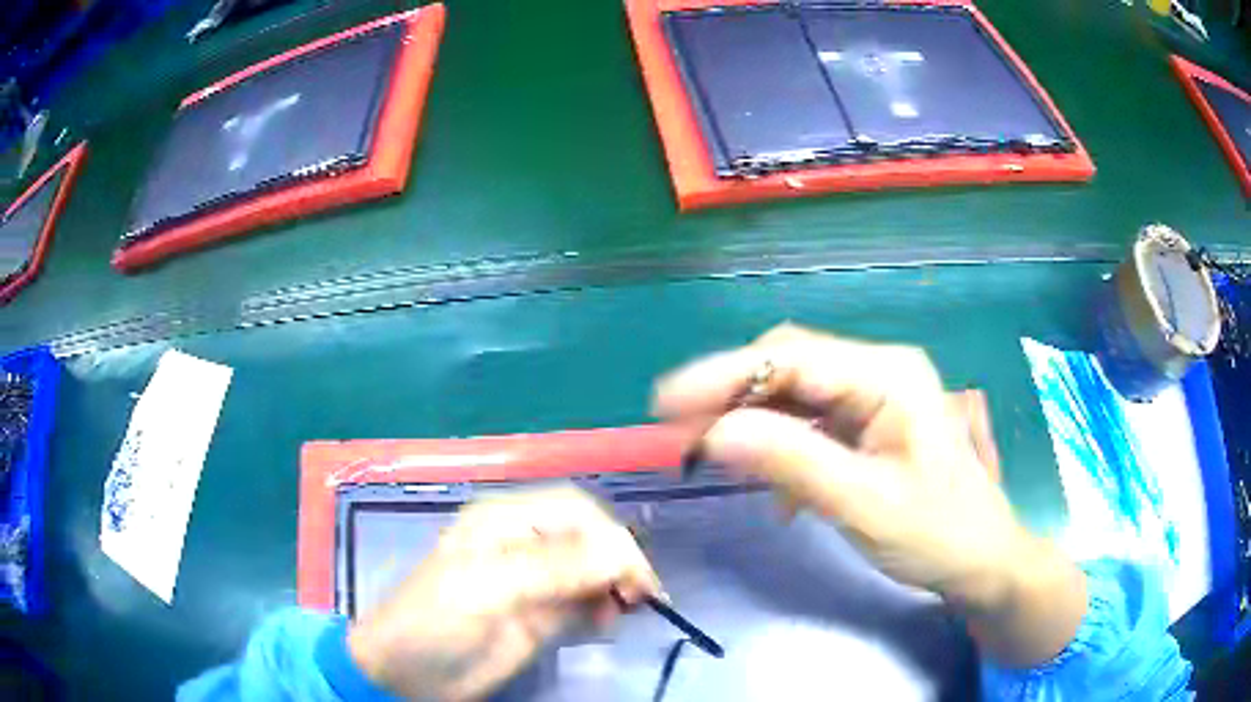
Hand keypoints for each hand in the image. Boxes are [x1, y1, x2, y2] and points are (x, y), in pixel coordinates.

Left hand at [347, 487, 661, 699]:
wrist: (410, 675)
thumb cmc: (436, 620)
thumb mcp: (488, 589)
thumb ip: (552, 569)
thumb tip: (619, 552)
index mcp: (505, 521)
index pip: (575, 511)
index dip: (610, 536)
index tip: (636, 575)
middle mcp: (525, 543)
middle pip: (590, 538)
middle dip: (619, 561)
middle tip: (639, 596)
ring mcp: (535, 580)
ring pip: (593, 569)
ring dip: (615, 584)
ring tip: (623, 611)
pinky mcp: (542, 613)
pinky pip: (586, 601)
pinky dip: (604, 606)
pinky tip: (606, 621)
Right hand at [653, 324, 1084, 666]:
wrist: (981, 561)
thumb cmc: (937, 533)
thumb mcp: (863, 504)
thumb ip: (791, 463)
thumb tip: (713, 434)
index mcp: (889, 375)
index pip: (791, 359)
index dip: (723, 376)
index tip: (665, 405)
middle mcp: (880, 371)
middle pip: (789, 366)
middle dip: (731, 394)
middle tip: (679, 431)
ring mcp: (875, 397)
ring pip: (795, 392)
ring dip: (750, 418)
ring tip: (707, 450)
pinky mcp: (869, 425)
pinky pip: (810, 420)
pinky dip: (777, 441)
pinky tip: (766, 476)